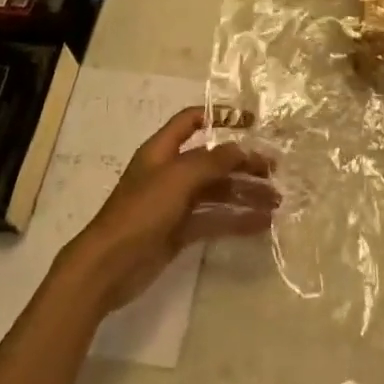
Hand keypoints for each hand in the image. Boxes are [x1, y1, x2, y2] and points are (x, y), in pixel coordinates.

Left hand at [60, 107, 276, 313]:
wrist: (107, 267)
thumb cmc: (141, 211)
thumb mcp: (178, 177)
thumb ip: (214, 161)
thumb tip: (244, 149)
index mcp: (162, 150)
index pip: (193, 120)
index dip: (220, 116)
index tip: (252, 122)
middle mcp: (170, 172)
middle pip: (213, 159)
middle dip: (244, 162)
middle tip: (275, 171)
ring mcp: (175, 203)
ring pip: (217, 191)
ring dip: (246, 193)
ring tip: (276, 201)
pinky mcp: (180, 231)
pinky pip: (214, 219)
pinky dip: (236, 219)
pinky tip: (261, 224)